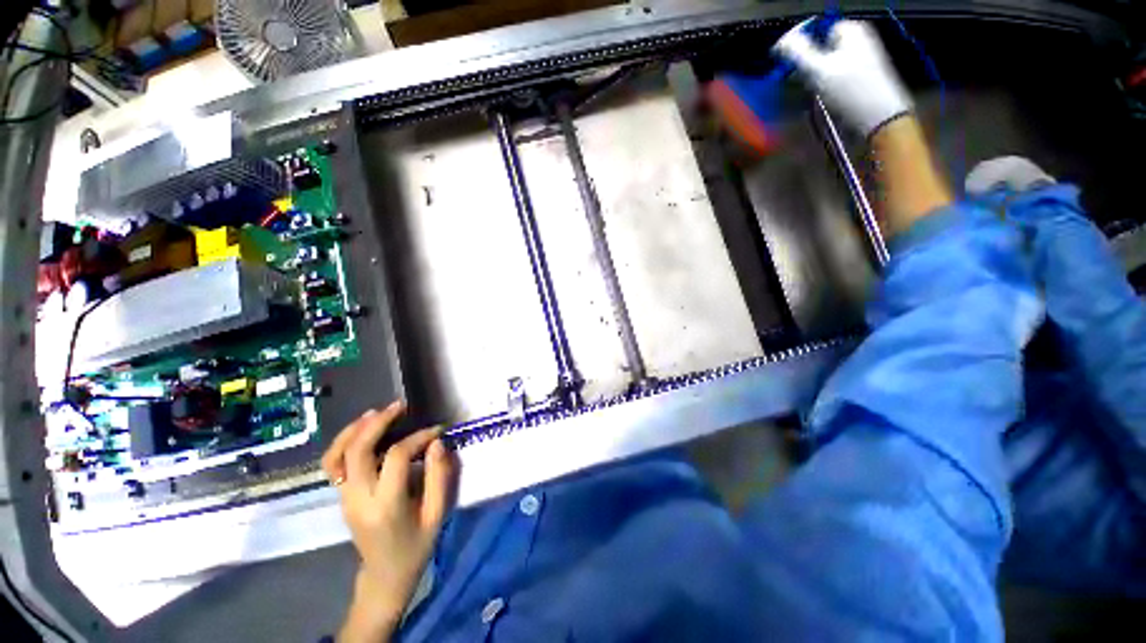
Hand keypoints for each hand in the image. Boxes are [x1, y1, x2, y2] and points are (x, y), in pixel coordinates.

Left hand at [322, 401, 456, 642]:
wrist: (384, 576)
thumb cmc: (415, 546)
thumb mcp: (436, 514)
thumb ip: (439, 477)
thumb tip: (437, 443)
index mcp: (386, 505)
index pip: (397, 457)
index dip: (418, 437)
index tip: (436, 431)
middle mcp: (359, 499)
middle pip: (357, 451)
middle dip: (378, 423)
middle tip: (400, 407)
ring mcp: (345, 498)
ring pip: (337, 455)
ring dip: (355, 429)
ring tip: (377, 412)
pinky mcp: (341, 496)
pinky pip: (334, 464)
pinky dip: (345, 442)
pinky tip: (363, 431)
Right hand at [775, 19, 910, 135]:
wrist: (879, 118)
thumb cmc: (849, 91)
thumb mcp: (818, 70)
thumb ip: (797, 52)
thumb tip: (780, 41)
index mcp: (850, 29)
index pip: (816, 28)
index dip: (801, 44)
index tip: (789, 64)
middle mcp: (858, 39)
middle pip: (820, 46)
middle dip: (807, 63)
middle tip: (802, 80)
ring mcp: (861, 57)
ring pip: (826, 62)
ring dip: (814, 77)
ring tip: (814, 91)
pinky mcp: (862, 76)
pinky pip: (835, 75)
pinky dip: (825, 85)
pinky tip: (825, 97)